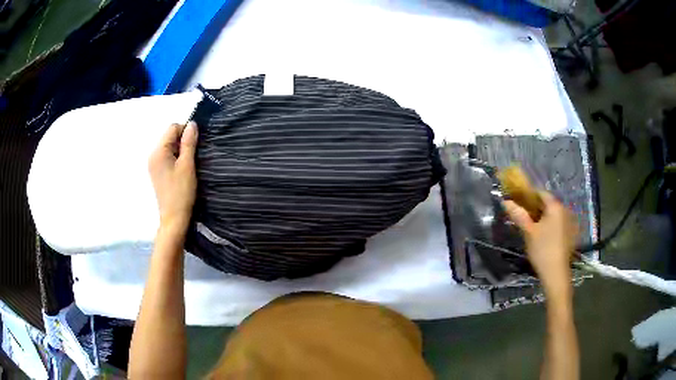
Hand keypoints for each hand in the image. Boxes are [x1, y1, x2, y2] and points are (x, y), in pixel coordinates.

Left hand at [148, 122, 197, 233]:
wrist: (174, 218)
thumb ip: (189, 143)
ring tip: (188, 164)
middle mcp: (153, 155)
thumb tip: (192, 124)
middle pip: (169, 136)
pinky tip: (182, 170)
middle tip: (193, 156)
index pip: (173, 128)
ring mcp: (153, 164)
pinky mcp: (157, 172)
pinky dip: (176, 158)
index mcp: (158, 151)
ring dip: (180, 150)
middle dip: (183, 141)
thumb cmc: (181, 192)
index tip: (196, 145)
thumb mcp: (187, 165)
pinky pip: (167, 156)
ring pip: (169, 147)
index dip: (186, 131)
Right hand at [503, 192, 577, 293]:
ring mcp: (570, 222)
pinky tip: (545, 237)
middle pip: (549, 203)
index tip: (519, 203)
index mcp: (555, 206)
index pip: (541, 193)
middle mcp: (565, 210)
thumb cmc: (542, 249)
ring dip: (544, 217)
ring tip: (533, 228)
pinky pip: (559, 223)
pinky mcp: (571, 234)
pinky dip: (551, 225)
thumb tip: (505, 201)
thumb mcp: (528, 232)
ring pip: (554, 214)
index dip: (529, 196)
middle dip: (536, 207)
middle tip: (524, 217)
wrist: (556, 273)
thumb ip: (518, 214)